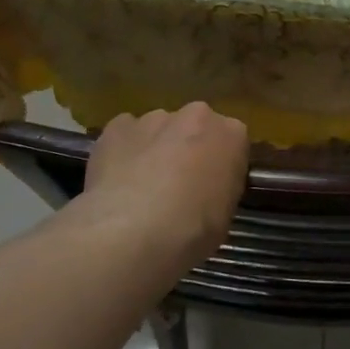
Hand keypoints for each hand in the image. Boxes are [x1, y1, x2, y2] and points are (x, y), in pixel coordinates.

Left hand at [80, 103, 248, 269]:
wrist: (133, 233)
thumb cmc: (193, 229)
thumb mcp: (226, 213)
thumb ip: (220, 186)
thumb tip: (205, 189)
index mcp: (231, 133)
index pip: (232, 140)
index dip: (221, 164)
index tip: (213, 186)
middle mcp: (195, 116)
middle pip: (194, 127)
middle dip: (188, 148)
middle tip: (179, 185)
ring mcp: (152, 119)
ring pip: (157, 129)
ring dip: (155, 149)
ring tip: (142, 188)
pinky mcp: (116, 127)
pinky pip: (124, 135)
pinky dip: (123, 152)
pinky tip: (118, 181)